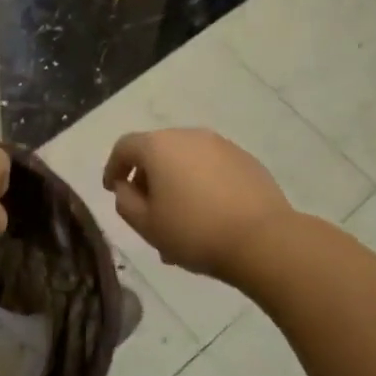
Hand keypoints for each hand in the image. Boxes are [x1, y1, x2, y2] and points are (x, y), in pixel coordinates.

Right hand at [103, 129, 292, 279]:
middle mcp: (189, 136)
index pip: (125, 147)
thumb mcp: (146, 225)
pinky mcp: (245, 160)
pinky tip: (207, 215)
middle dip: (147, 179)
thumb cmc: (194, 231)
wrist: (262, 239)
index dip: (113, 167)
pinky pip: (211, 169)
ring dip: (175, 184)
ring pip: (186, 162)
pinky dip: (201, 185)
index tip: (112, 189)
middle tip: (146, 211)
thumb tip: (126, 187)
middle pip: (157, 151)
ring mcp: (221, 145)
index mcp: (159, 146)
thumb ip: (125, 202)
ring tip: (178, 222)